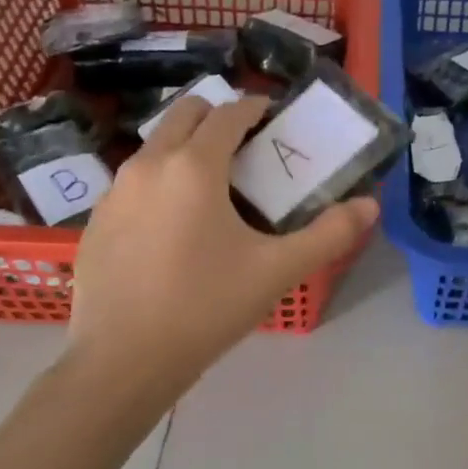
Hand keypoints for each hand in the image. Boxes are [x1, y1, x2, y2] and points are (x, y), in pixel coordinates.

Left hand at [63, 93, 377, 388]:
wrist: (122, 360)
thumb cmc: (205, 308)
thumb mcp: (277, 272)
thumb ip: (329, 235)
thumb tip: (370, 205)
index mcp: (194, 167)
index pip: (228, 114)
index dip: (254, 108)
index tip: (273, 115)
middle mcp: (149, 164)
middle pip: (184, 114)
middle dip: (216, 116)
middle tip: (246, 144)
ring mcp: (115, 192)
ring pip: (155, 147)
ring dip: (186, 147)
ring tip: (213, 186)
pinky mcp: (97, 221)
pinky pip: (134, 182)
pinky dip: (160, 181)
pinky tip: (174, 226)